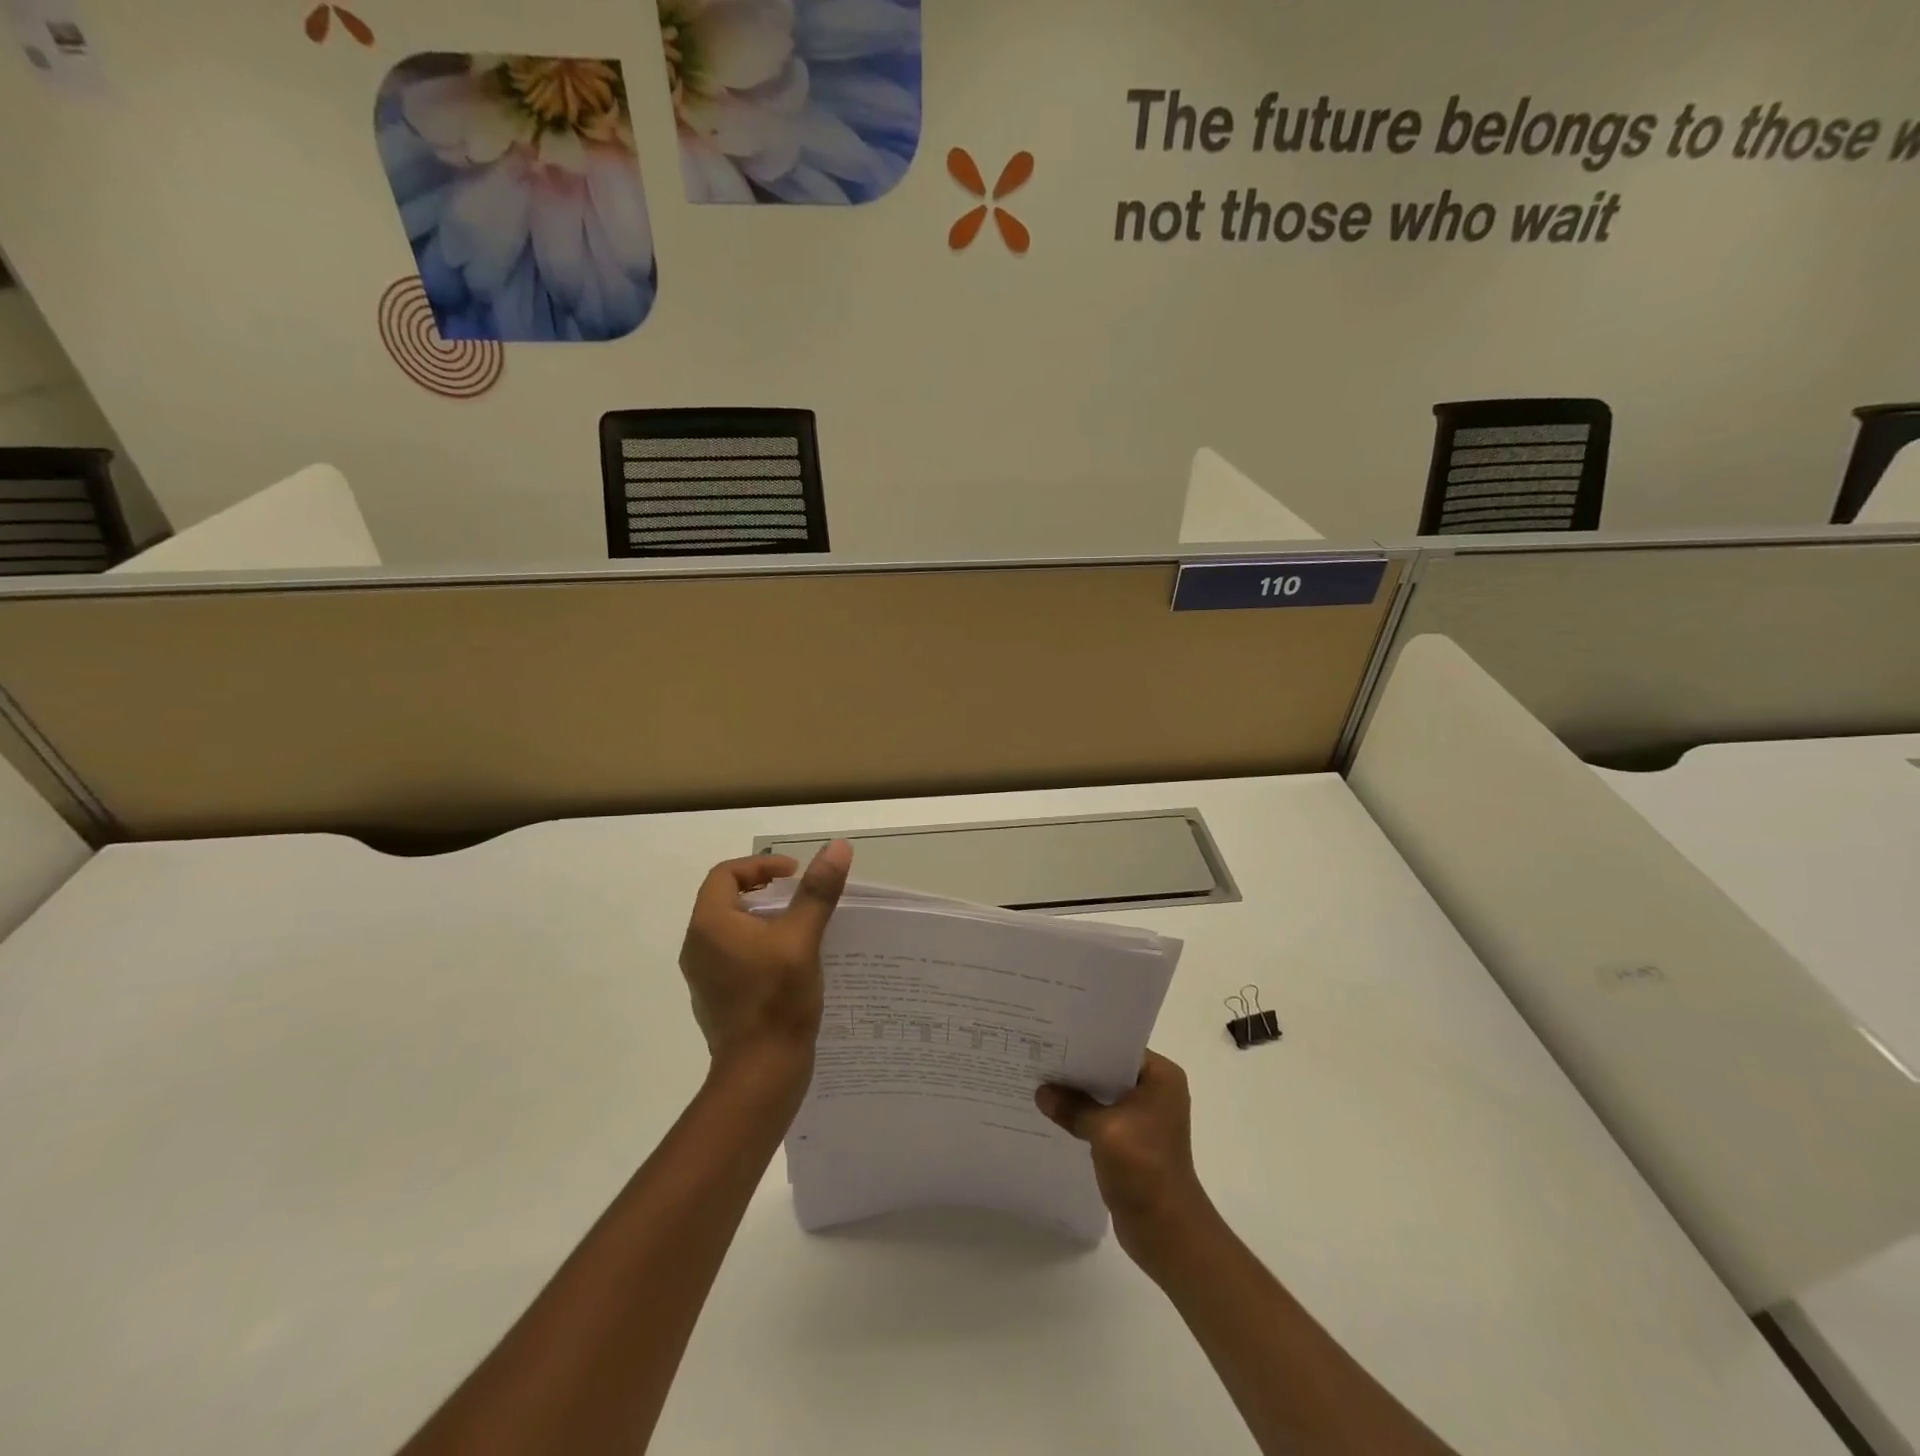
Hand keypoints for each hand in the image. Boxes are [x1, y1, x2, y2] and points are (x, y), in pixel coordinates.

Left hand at [678, 841, 852, 1068]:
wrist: (760, 1075)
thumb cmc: (777, 1001)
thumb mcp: (802, 939)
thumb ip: (817, 891)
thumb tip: (837, 847)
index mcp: (709, 926)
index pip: (726, 874)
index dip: (762, 867)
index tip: (796, 875)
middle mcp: (697, 947)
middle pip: (726, 899)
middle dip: (765, 891)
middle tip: (801, 896)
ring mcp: (704, 976)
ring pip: (732, 929)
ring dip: (765, 919)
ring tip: (801, 926)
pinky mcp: (717, 997)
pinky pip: (735, 955)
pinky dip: (760, 946)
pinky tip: (791, 962)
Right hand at [1036, 1051, 1213, 1269]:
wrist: (1167, 1231)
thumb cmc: (1145, 1168)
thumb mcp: (1104, 1130)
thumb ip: (1072, 1106)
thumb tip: (1041, 1092)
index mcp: (1161, 1077)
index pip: (1118, 1046)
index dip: (1086, 1042)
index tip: (1053, 1035)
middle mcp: (1156, 1091)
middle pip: (1109, 1069)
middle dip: (1077, 1067)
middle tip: (1039, 1054)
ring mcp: (1145, 1118)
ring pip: (1103, 1094)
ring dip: (1077, 1093)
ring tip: (1039, 1080)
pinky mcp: (1133, 1141)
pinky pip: (1102, 1117)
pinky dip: (1082, 1115)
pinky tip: (1053, 1112)